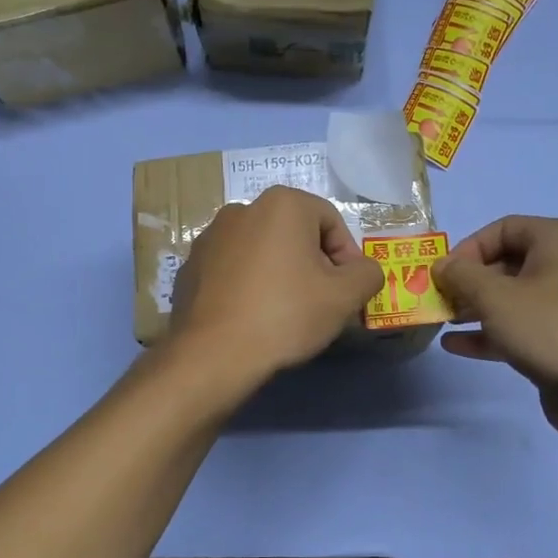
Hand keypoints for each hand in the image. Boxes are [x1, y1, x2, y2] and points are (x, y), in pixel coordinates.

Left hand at [170, 185, 383, 385]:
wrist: (214, 353)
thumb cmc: (287, 314)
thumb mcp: (345, 296)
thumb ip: (367, 273)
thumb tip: (363, 271)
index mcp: (282, 204)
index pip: (331, 222)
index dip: (347, 257)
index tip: (347, 292)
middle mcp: (242, 209)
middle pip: (294, 234)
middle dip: (312, 264)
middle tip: (320, 302)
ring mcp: (210, 237)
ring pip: (261, 251)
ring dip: (279, 273)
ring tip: (285, 312)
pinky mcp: (190, 266)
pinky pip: (232, 270)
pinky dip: (248, 285)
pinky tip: (252, 317)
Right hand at [432, 216, 557, 443]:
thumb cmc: (550, 328)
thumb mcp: (495, 297)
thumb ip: (461, 276)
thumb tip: (442, 265)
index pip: (504, 228)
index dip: (468, 248)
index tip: (443, 275)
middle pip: (507, 263)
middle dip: (469, 282)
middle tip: (439, 300)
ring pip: (512, 297)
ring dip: (475, 308)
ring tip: (443, 322)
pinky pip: (521, 325)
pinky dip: (491, 332)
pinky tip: (456, 346)